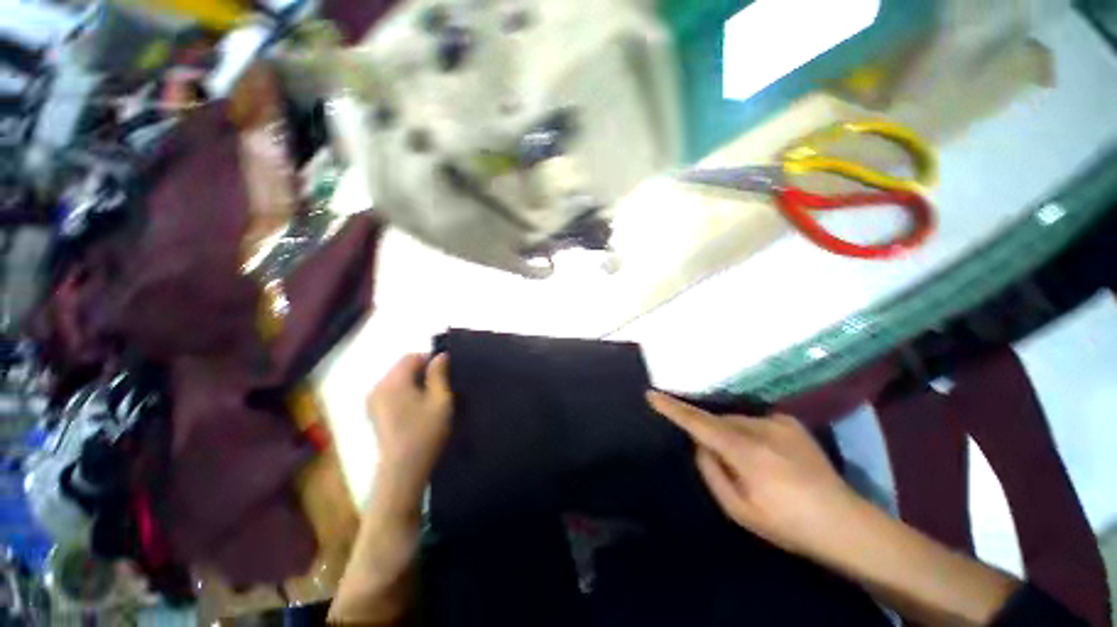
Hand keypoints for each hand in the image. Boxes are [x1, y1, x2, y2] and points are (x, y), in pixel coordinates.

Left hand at [367, 354, 452, 511]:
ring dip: (414, 383)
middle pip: (402, 367)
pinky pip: (391, 393)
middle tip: (440, 387)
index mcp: (393, 381)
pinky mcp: (373, 414)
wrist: (402, 470)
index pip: (411, 357)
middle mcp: (377, 387)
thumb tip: (441, 356)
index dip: (431, 360)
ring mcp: (372, 401)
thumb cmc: (425, 432)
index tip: (446, 373)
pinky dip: (404, 393)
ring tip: (430, 399)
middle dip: (422, 372)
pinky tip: (416, 410)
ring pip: (397, 380)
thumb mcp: (441, 400)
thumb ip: (440, 374)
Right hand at [647, 391, 862, 560]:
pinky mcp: (791, 422)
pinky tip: (770, 457)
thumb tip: (699, 444)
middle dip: (711, 433)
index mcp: (745, 452)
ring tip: (752, 464)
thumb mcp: (738, 509)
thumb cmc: (786, 524)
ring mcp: (778, 422)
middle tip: (723, 462)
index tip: (652, 395)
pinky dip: (751, 434)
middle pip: (718, 421)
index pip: (698, 423)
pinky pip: (756, 422)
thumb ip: (711, 471)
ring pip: (737, 420)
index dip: (673, 409)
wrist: (844, 523)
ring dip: (733, 435)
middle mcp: (759, 428)